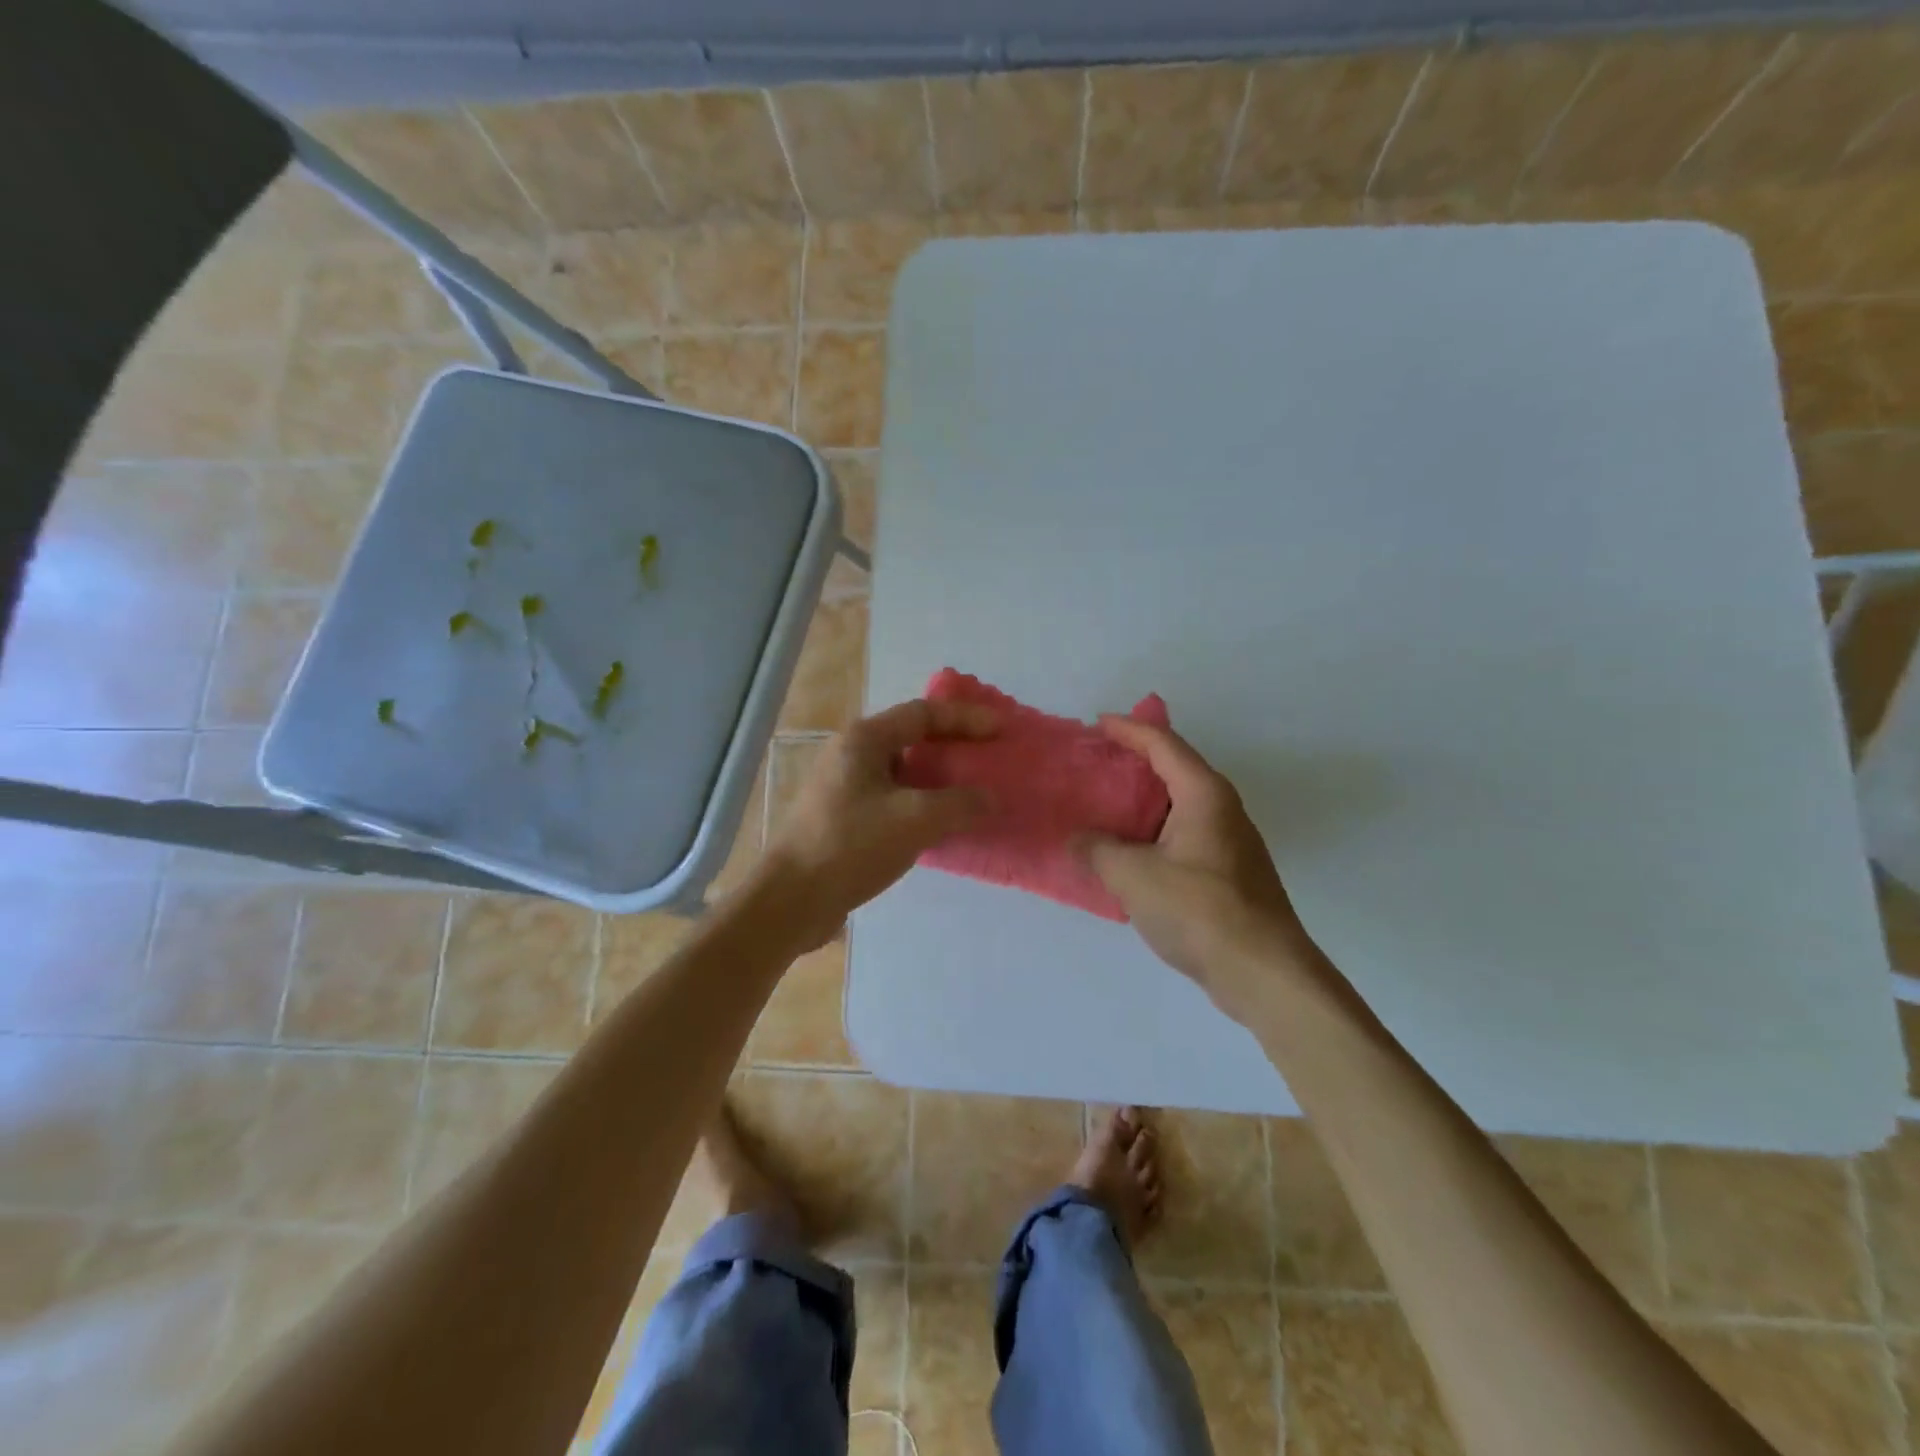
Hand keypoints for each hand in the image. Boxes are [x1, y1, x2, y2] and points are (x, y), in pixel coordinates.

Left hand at [755, 697, 996, 947]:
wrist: (791, 900)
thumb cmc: (851, 846)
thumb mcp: (915, 820)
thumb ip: (960, 804)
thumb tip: (990, 798)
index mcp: (865, 739)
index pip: (924, 713)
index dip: (966, 718)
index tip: (1002, 729)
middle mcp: (852, 754)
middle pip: (912, 737)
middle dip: (954, 745)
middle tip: (990, 756)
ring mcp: (845, 786)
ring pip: (903, 771)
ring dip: (939, 778)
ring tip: (974, 790)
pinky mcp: (844, 817)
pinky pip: (893, 798)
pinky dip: (922, 803)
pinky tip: (943, 823)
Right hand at [1080, 717, 1316, 1021]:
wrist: (1264, 972)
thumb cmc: (1199, 910)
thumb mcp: (1133, 876)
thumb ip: (1097, 850)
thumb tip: (1074, 839)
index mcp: (1203, 793)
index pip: (1163, 743)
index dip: (1128, 729)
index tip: (1097, 723)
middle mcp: (1222, 807)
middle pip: (1174, 769)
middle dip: (1134, 762)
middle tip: (1094, 762)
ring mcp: (1229, 841)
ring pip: (1178, 805)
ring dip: (1142, 801)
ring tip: (1103, 805)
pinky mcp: (1229, 872)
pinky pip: (1183, 834)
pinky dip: (1153, 832)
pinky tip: (1128, 852)